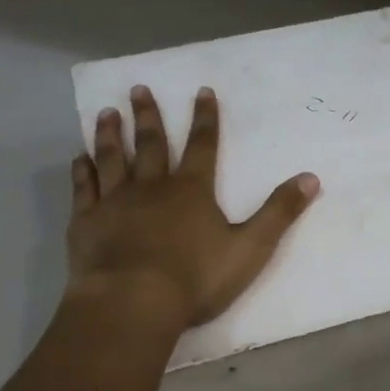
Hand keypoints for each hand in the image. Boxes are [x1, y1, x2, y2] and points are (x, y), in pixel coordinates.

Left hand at [70, 85, 319, 326]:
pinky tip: (79, 158)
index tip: (201, 90)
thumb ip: (279, 212)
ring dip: (110, 134)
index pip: (203, 146)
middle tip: (139, 87)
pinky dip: (82, 171)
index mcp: (192, 190)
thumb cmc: (196, 278)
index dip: (205, 118)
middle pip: (151, 144)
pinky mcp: (87, 222)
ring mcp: (115, 202)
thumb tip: (311, 178)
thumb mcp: (251, 247)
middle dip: (149, 116)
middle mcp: (152, 186)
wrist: (133, 302)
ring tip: (106, 112)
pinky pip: (84, 189)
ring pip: (112, 158)